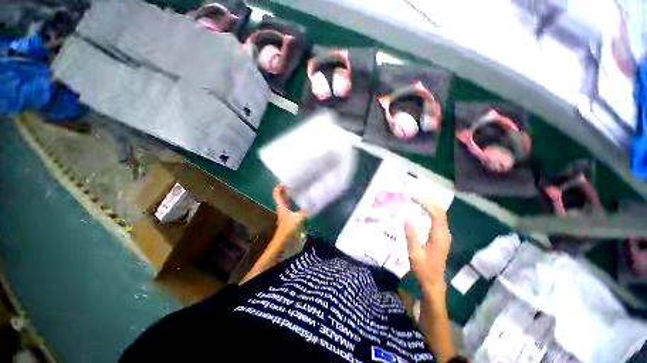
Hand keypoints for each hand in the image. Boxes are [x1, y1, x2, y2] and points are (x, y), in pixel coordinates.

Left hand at [273, 185, 306, 237]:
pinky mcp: (289, 217)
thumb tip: (314, 204)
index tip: (287, 181)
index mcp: (281, 206)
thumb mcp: (298, 219)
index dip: (280, 186)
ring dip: (290, 195)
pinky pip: (290, 205)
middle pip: (281, 195)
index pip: (277, 193)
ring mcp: (285, 212)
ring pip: (285, 200)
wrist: (283, 242)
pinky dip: (294, 202)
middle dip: (286, 189)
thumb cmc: (288, 229)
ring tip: (299, 190)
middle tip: (295, 183)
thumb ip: (306, 211)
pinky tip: (302, 201)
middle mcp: (282, 207)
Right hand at [404, 198, 451, 293]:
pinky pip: (437, 219)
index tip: (413, 196)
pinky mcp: (440, 237)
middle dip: (428, 201)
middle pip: (440, 211)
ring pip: (439, 214)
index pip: (436, 213)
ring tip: (416, 199)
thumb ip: (411, 235)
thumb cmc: (424, 269)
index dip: (426, 203)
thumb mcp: (415, 253)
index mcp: (439, 236)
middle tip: (413, 194)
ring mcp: (444, 235)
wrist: (433, 283)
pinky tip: (421, 210)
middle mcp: (445, 233)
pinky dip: (429, 211)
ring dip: (429, 205)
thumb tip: (407, 217)